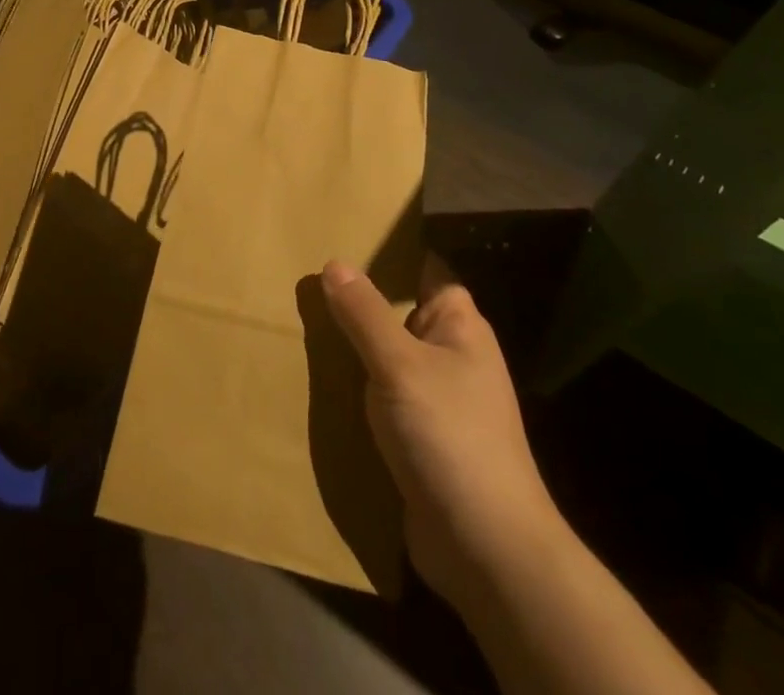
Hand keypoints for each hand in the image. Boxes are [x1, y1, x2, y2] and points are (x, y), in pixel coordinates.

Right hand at [322, 255, 557, 614]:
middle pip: (397, 311)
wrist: (485, 548)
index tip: (339, 235)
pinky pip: (380, 396)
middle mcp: (450, 354)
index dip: (386, 251)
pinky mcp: (419, 436)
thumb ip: (365, 314)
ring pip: (385, 355)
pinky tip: (314, 380)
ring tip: (297, 321)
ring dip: (349, 346)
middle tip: (303, 277)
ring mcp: (435, 397)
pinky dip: (353, 387)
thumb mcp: (400, 365)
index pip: (422, 268)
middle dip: (355, 299)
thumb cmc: (449, 436)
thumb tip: (335, 263)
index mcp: (458, 325)